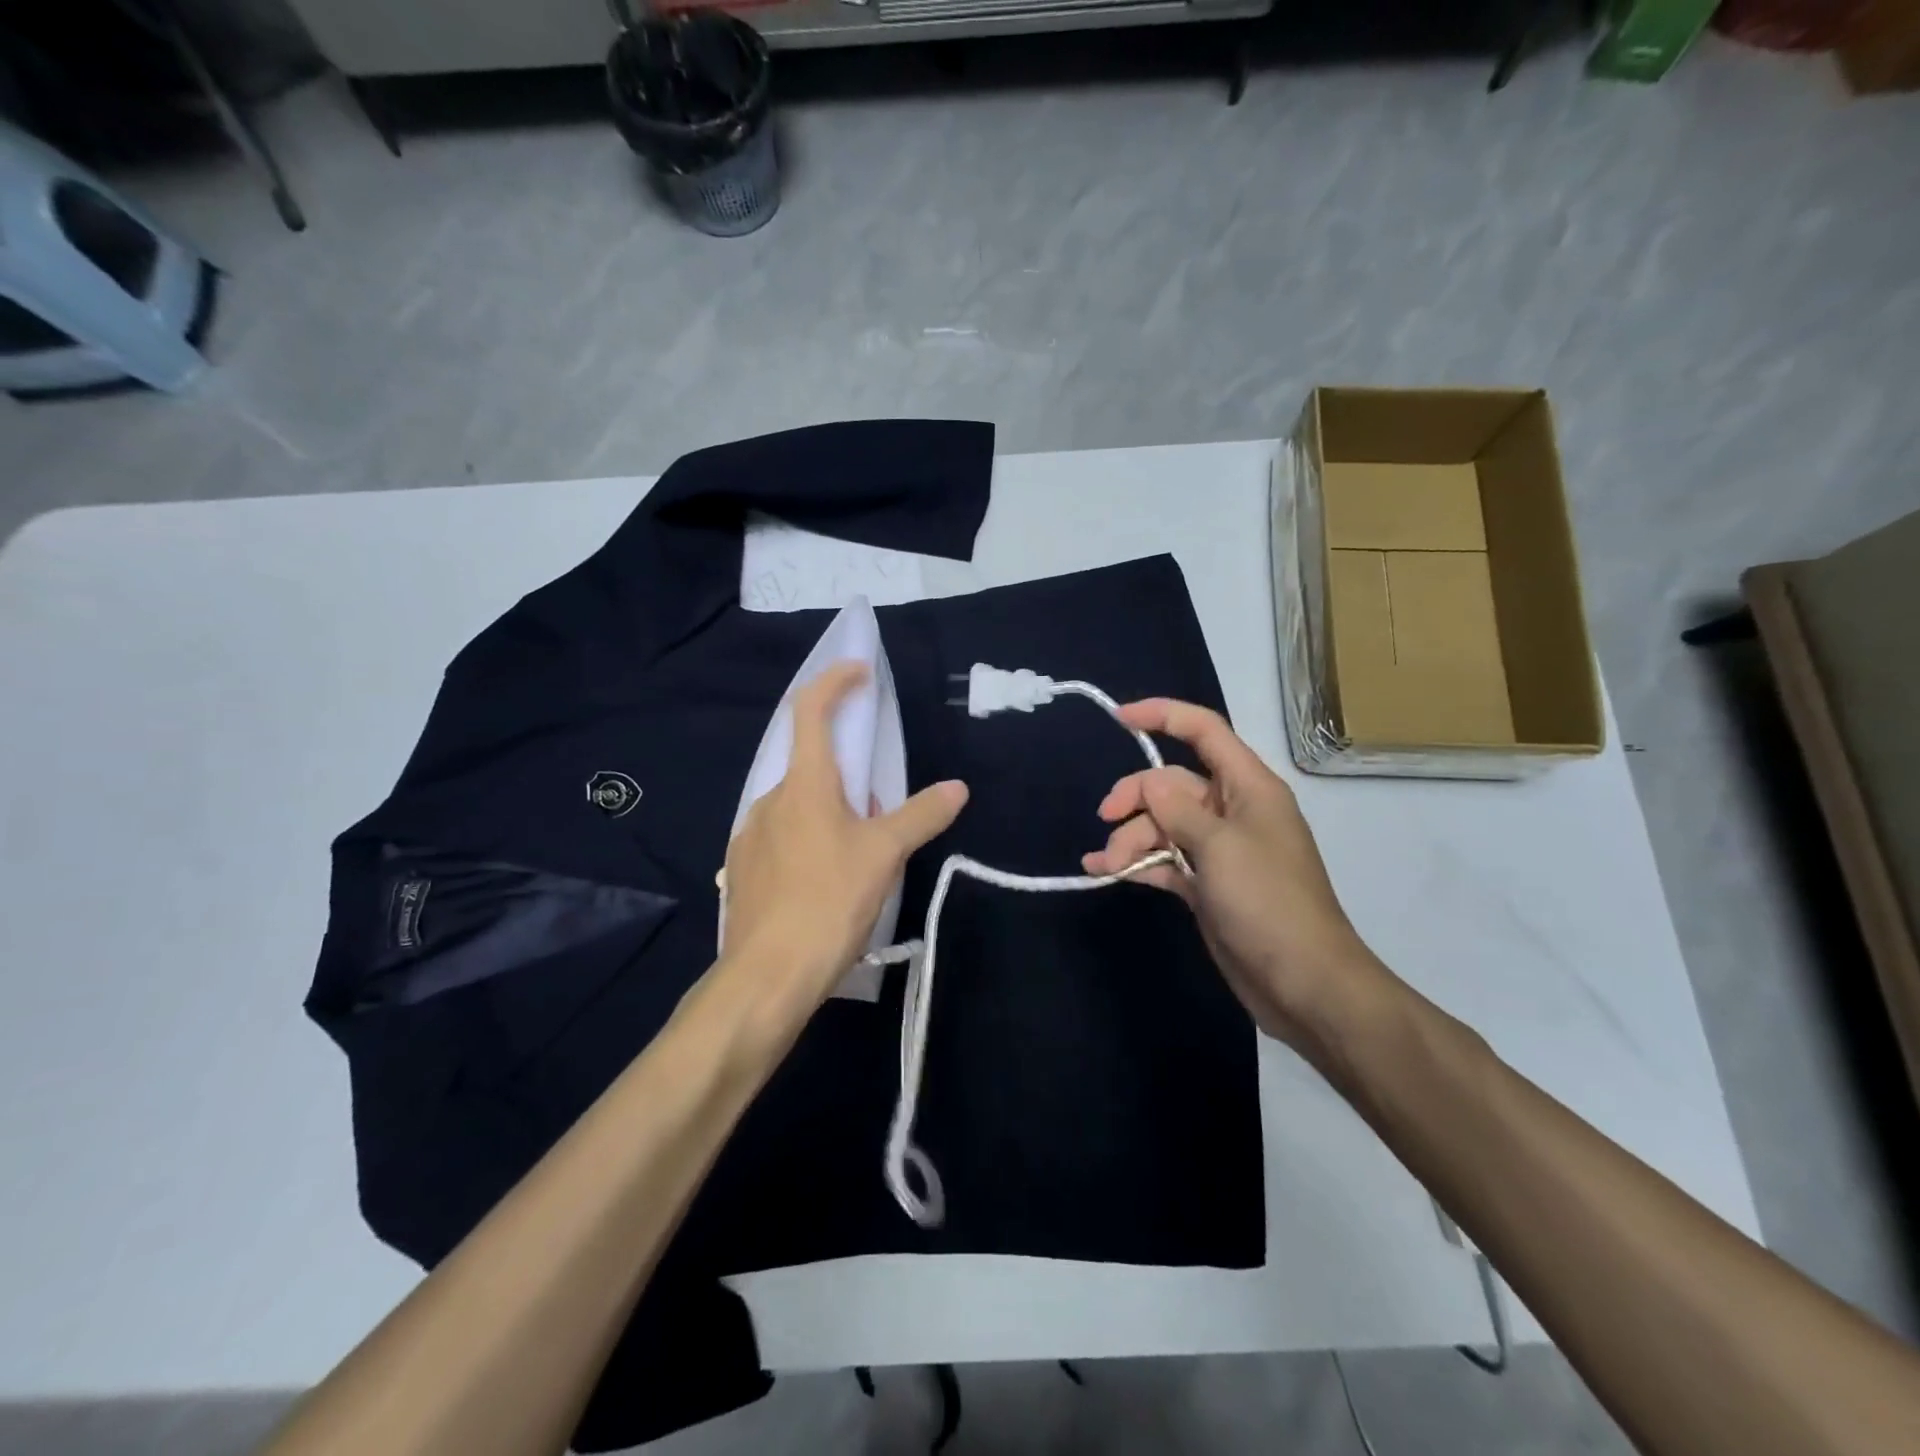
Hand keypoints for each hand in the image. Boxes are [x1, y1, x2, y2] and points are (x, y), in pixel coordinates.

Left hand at [720, 662, 967, 1023]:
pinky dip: (808, 837)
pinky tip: (826, 878)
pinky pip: (780, 834)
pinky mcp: (743, 867)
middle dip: (846, 770)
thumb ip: (921, 815)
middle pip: (808, 763)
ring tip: (858, 850)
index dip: (834, 681)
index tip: (860, 672)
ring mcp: (750, 834)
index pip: (810, 710)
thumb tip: (957, 787)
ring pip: (796, 803)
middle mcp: (769, 799)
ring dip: (829, 809)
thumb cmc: (829, 900)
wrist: (768, 974)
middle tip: (878, 805)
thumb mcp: (885, 854)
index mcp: (804, 784)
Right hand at [1082, 698, 1389, 1056]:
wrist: (1304, 982)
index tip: (1119, 719)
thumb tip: (1150, 784)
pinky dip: (1137, 863)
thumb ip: (1178, 810)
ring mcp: (1218, 850)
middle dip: (1136, 797)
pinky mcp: (1206, 884)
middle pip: (1172, 783)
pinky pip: (1164, 860)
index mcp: (1248, 787)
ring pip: (1162, 825)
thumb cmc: (1268, 902)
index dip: (1164, 715)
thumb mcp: (1220, 846)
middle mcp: (1232, 811)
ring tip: (1108, 864)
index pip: (1205, 732)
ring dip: (1131, 838)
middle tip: (1106, 818)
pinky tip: (1105, 871)